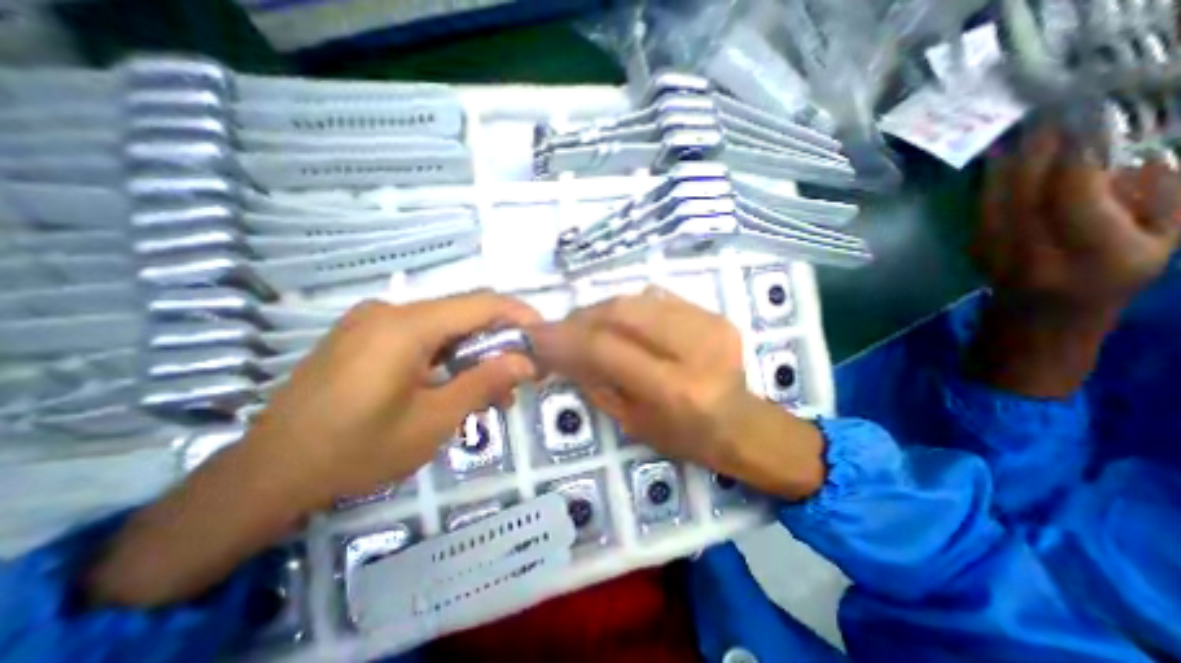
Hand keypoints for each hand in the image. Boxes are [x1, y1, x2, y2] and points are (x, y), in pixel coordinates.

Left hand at [251, 292, 542, 509]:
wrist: (266, 476)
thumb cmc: (356, 451)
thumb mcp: (434, 421)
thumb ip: (485, 383)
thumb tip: (526, 362)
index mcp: (405, 325)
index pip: (481, 303)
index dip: (519, 315)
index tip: (543, 337)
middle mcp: (389, 311)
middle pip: (463, 314)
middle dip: (499, 341)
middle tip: (521, 375)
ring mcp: (372, 322)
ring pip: (444, 328)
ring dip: (474, 353)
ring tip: (492, 391)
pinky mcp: (363, 337)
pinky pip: (421, 337)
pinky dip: (448, 357)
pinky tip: (455, 385)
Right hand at [531, 289, 822, 500]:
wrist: (742, 423)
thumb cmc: (684, 437)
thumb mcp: (632, 421)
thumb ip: (595, 381)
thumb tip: (561, 350)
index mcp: (675, 389)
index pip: (606, 348)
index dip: (566, 339)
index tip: (538, 335)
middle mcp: (695, 348)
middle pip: (621, 311)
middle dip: (582, 316)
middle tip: (562, 327)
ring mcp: (709, 324)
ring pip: (637, 299)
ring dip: (602, 309)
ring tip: (586, 324)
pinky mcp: (714, 314)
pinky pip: (657, 298)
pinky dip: (629, 307)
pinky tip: (620, 322)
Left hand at [968, 126, 1180, 395]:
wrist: (1041, 316)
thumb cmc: (1111, 279)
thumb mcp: (1160, 241)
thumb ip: (1154, 197)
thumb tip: (1125, 156)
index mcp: (1093, 251)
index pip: (1073, 195)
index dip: (1074, 156)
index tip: (1083, 122)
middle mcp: (1036, 251)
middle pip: (1027, 194)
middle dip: (1036, 152)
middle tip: (1045, 117)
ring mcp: (997, 252)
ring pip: (996, 201)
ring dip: (1007, 165)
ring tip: (1019, 132)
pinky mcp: (976, 251)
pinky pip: (982, 212)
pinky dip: (990, 185)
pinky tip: (998, 164)